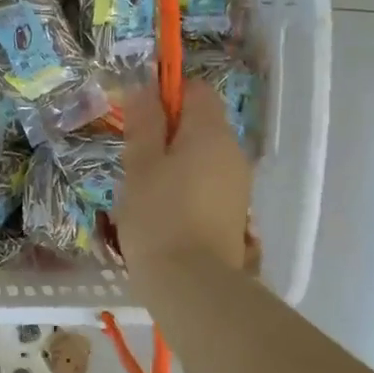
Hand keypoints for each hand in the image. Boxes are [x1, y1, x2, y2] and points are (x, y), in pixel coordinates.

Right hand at [117, 79, 252, 274]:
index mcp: (211, 133)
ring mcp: (238, 184)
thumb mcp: (140, 164)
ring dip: (176, 160)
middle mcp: (233, 152)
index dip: (168, 94)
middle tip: (135, 156)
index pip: (197, 89)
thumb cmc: (159, 216)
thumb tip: (145, 87)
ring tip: (145, 187)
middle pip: (202, 123)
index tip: (139, 117)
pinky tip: (163, 210)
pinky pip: (208, 182)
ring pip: (204, 155)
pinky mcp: (235, 212)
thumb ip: (144, 123)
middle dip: (169, 131)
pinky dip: (187, 185)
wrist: (192, 285)